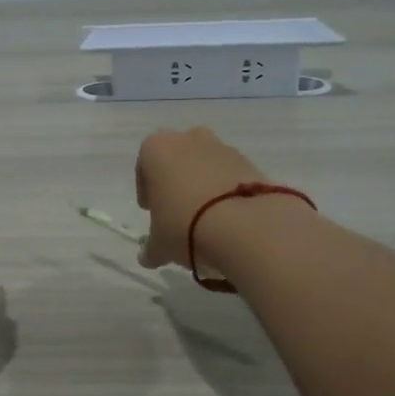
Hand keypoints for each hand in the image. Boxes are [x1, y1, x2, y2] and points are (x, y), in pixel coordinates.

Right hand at [133, 127, 270, 269]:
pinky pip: (229, 176)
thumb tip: (149, 257)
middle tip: (177, 213)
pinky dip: (226, 192)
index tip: (152, 212)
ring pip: (205, 166)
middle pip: (177, 161)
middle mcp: (188, 139)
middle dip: (176, 183)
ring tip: (206, 220)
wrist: (244, 225)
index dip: (147, 191)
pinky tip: (227, 218)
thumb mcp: (159, 244)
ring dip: (202, 186)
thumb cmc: (184, 225)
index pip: (144, 167)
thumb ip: (151, 248)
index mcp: (157, 149)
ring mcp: (222, 147)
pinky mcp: (250, 162)